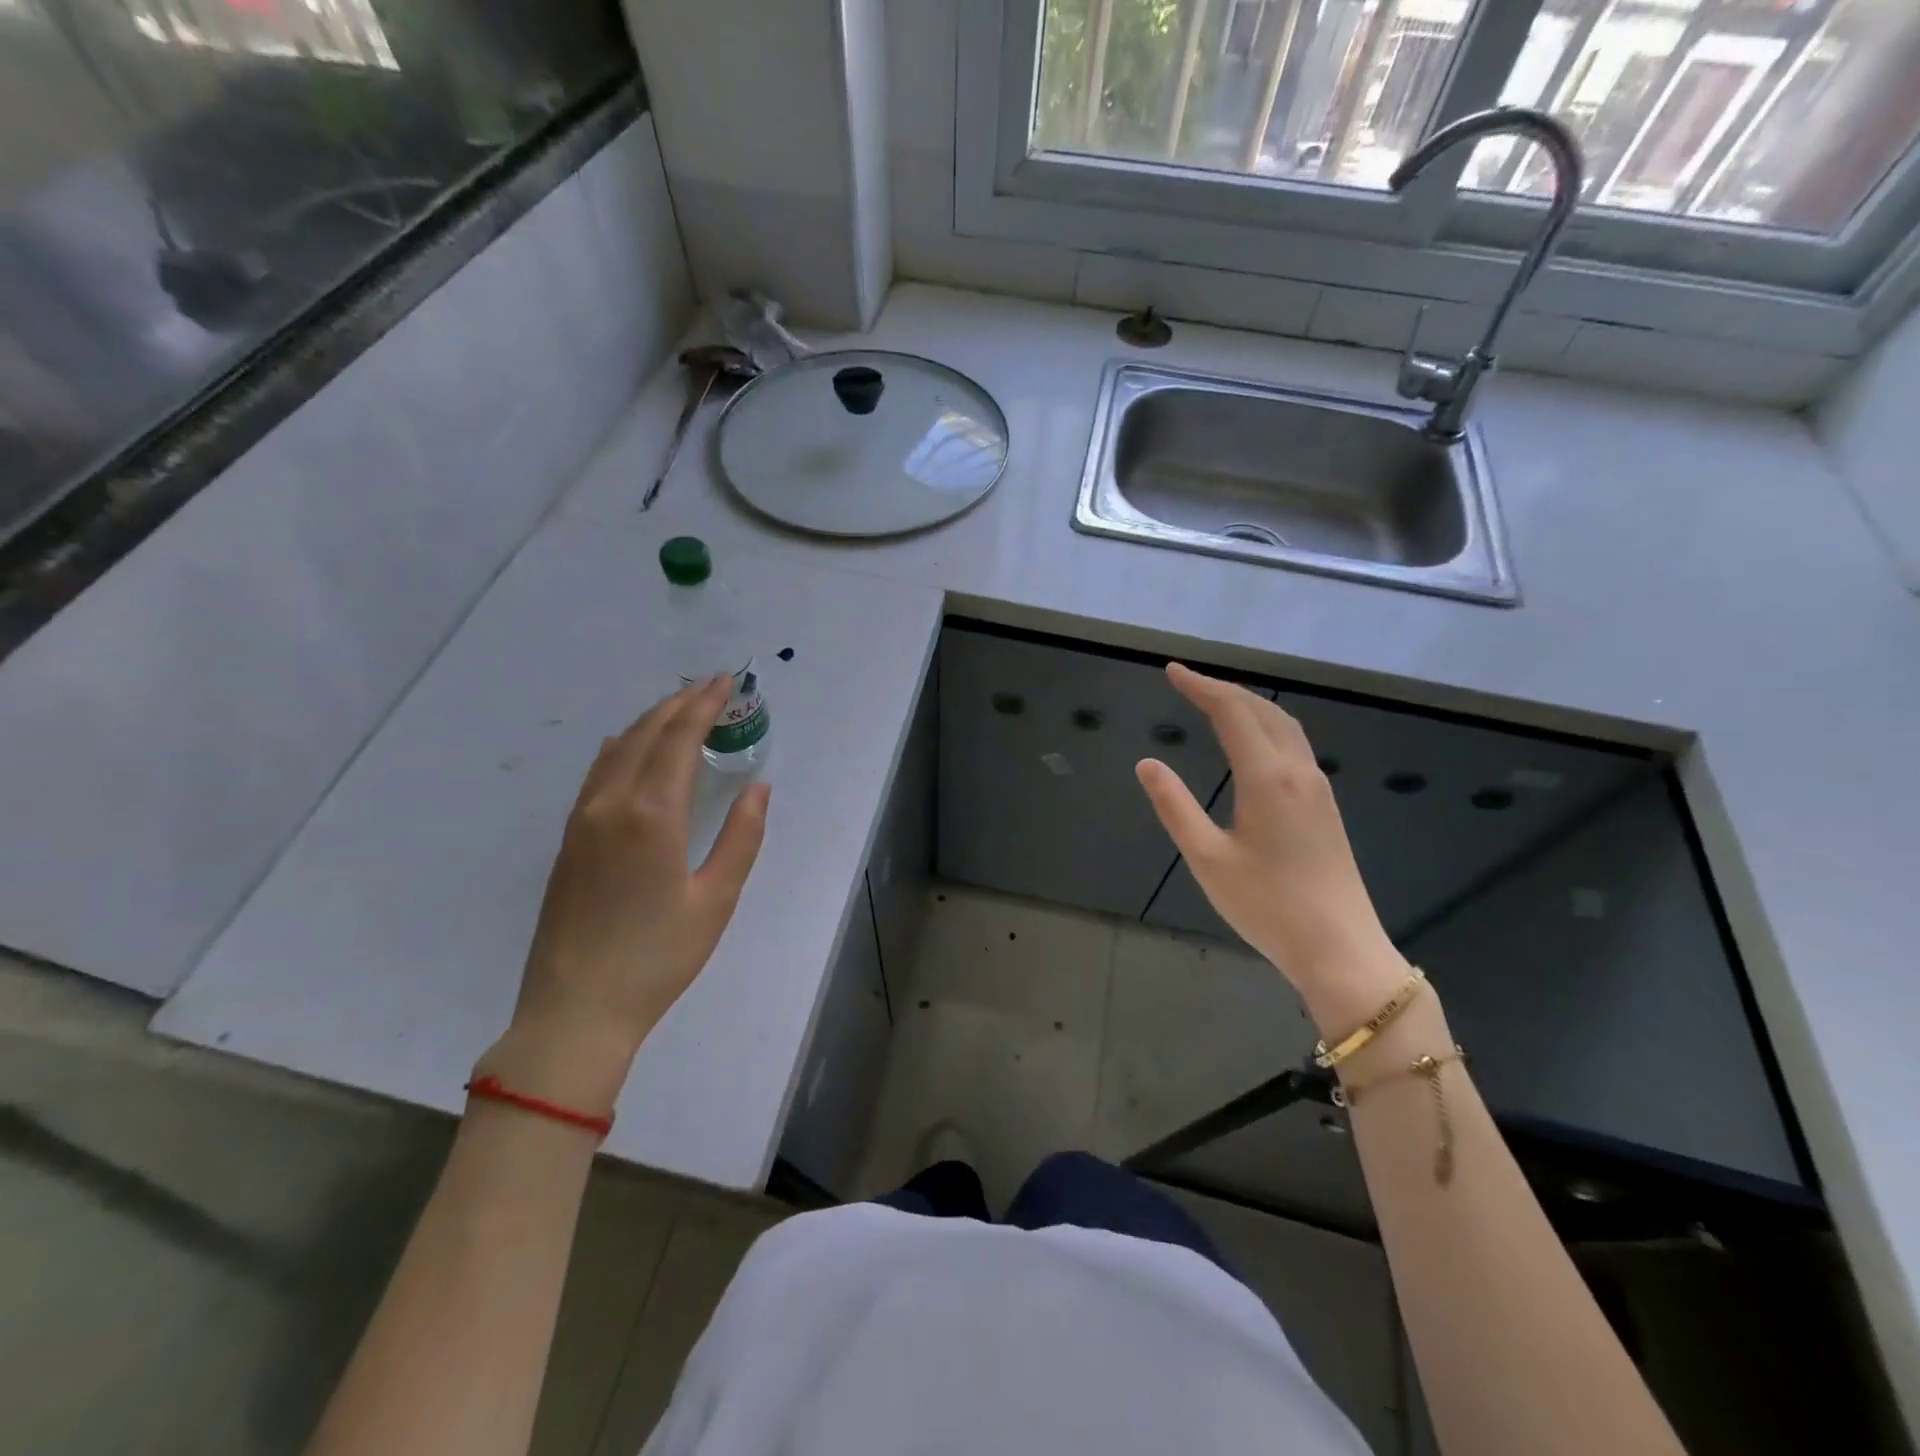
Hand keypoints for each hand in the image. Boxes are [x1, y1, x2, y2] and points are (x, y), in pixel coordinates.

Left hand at [479, 677, 770, 1106]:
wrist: (576, 1010)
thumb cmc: (658, 958)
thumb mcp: (716, 900)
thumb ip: (742, 837)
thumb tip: (758, 787)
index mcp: (653, 815)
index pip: (679, 738)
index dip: (705, 705)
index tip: (727, 682)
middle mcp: (612, 804)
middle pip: (647, 734)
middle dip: (681, 703)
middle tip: (712, 686)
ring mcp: (582, 820)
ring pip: (617, 749)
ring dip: (651, 721)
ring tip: (680, 708)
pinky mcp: (569, 839)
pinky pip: (598, 773)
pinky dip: (622, 747)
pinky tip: (629, 746)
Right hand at [1135, 663, 1407, 1031]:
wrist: (1340, 948)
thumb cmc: (1267, 906)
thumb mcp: (1207, 859)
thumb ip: (1175, 807)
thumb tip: (1147, 763)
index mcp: (1268, 778)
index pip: (1232, 712)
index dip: (1201, 687)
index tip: (1172, 672)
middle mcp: (1298, 772)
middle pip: (1262, 710)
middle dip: (1224, 689)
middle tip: (1187, 682)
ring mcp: (1318, 788)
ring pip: (1284, 726)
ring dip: (1248, 705)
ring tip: (1215, 702)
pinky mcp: (1325, 806)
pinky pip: (1294, 745)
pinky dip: (1266, 726)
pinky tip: (1252, 742)